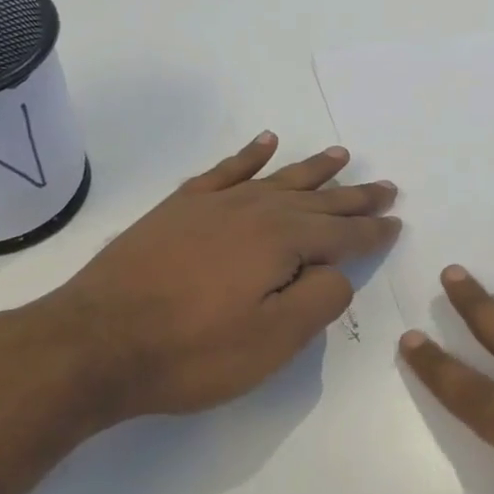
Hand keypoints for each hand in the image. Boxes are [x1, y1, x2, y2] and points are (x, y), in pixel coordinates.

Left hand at [4, 133, 399, 423]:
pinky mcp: (180, 207)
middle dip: (354, 196)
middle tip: (385, 187)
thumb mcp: (271, 341)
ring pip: (278, 178)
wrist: (95, 341)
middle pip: (317, 200)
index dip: (373, 231)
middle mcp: (255, 210)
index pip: (343, 234)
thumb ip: (319, 300)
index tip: (397, 223)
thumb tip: (338, 271)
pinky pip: (226, 170)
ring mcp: (215, 204)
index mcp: (283, 241)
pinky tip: (265, 142)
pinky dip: (249, 155)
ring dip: (313, 169)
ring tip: (341, 155)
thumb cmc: (191, 351)